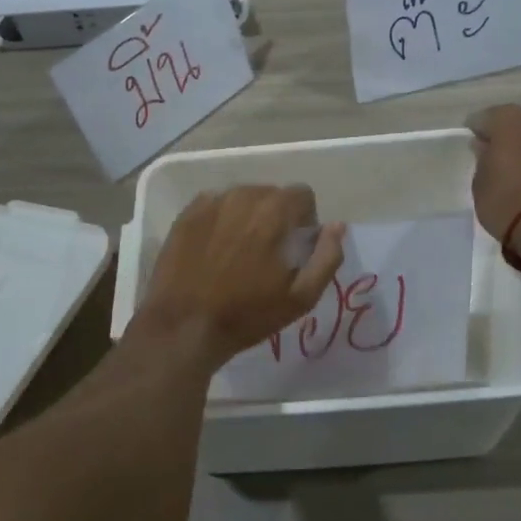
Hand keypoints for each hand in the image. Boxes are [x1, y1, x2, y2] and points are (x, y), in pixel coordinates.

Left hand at [136, 186, 346, 369]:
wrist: (184, 326)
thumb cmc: (247, 314)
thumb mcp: (301, 297)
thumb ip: (327, 257)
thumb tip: (336, 227)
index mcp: (274, 211)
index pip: (302, 194)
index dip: (305, 220)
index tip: (295, 248)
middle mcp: (243, 196)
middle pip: (271, 194)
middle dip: (277, 217)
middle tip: (268, 254)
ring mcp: (211, 202)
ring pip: (242, 198)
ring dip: (249, 217)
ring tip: (240, 252)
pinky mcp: (187, 214)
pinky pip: (215, 205)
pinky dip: (222, 220)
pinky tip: (215, 250)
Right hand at [466, 104, 520, 241]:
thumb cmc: (506, 200)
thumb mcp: (480, 183)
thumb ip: (483, 160)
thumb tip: (486, 149)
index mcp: (511, 122)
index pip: (486, 118)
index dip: (477, 130)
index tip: (472, 143)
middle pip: (519, 125)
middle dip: (508, 138)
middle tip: (496, 158)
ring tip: (520, 175)